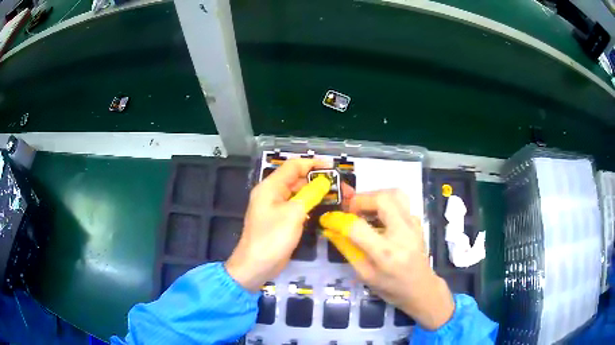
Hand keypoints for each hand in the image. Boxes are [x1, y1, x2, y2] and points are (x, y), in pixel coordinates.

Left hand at [225, 159, 329, 291]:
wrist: (256, 266)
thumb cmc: (272, 238)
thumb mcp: (293, 214)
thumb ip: (309, 194)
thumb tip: (324, 182)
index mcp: (270, 187)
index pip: (293, 166)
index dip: (313, 164)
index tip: (333, 168)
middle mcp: (272, 194)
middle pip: (298, 180)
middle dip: (319, 181)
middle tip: (342, 188)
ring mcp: (276, 208)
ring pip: (299, 194)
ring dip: (317, 194)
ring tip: (339, 198)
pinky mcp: (281, 221)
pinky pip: (298, 207)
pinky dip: (311, 206)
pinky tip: (325, 210)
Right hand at [321, 189, 453, 329]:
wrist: (422, 289)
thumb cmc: (392, 288)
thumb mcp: (365, 275)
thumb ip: (348, 250)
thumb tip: (331, 230)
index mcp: (386, 253)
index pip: (358, 227)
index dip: (338, 220)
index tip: (328, 219)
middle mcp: (402, 234)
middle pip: (382, 199)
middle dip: (361, 199)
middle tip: (351, 210)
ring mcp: (414, 225)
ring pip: (395, 194)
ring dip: (375, 197)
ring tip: (365, 209)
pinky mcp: (417, 222)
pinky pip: (401, 203)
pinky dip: (387, 204)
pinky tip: (381, 219)